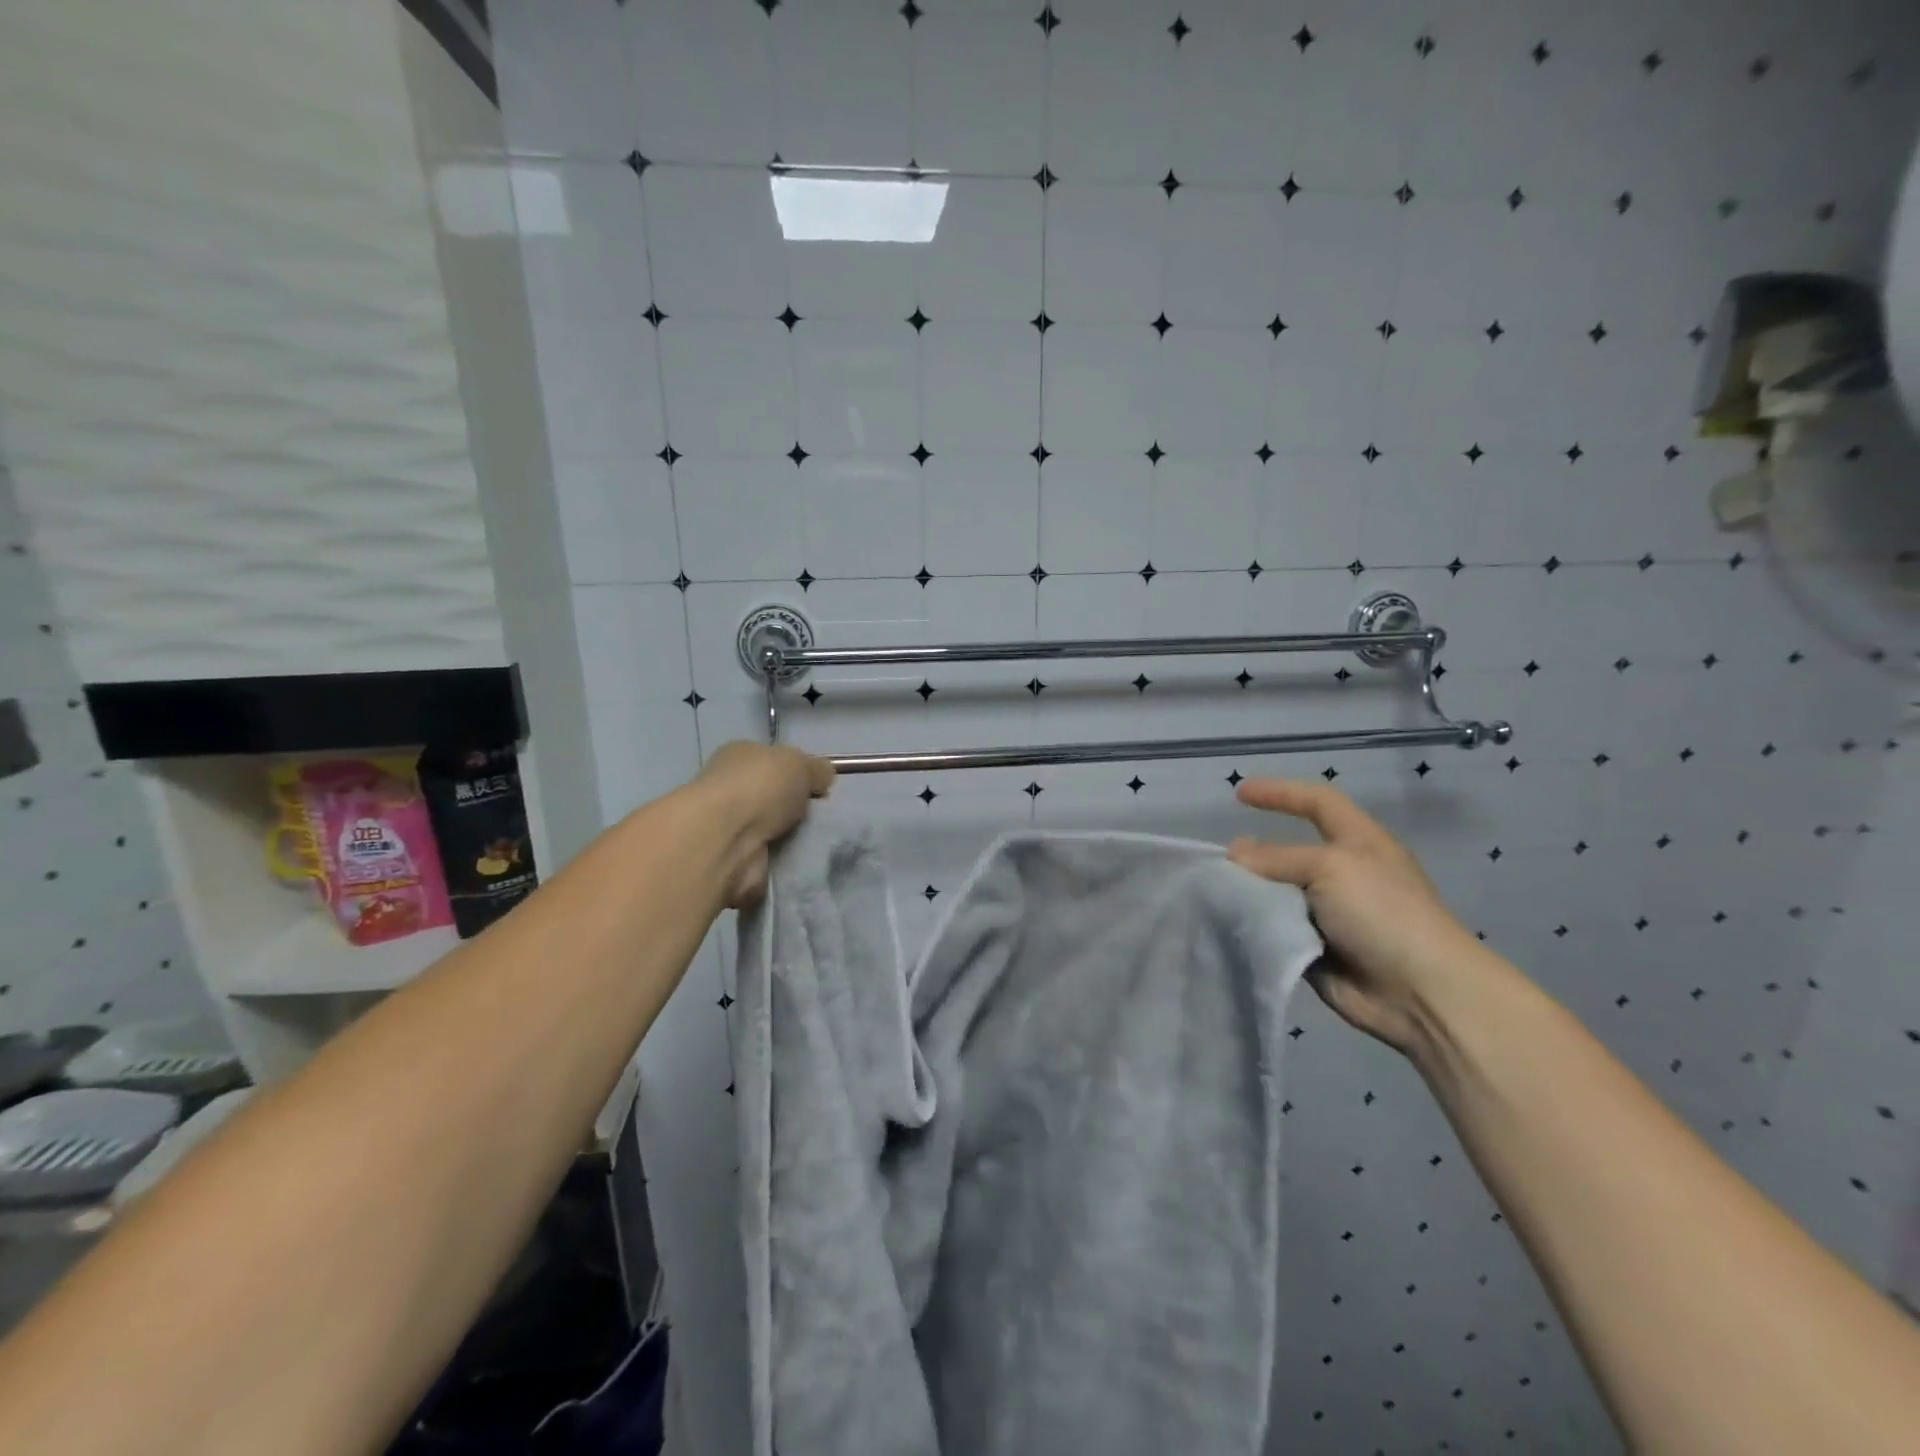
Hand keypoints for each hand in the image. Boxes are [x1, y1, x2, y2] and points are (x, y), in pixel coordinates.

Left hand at [694, 742, 833, 907]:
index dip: (796, 773)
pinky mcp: (735, 863)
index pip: (770, 761)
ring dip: (793, 840)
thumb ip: (815, 769)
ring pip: (772, 833)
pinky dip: (786, 866)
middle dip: (795, 810)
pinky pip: (771, 863)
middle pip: (772, 799)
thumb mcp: (799, 763)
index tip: (820, 789)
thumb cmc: (759, 788)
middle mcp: (729, 791)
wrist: (726, 840)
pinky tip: (806, 864)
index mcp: (738, 757)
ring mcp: (729, 829)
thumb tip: (823, 776)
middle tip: (824, 818)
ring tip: (821, 843)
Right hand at [1227, 778, 1490, 1056]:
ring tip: (1217, 895)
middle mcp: (1343, 874)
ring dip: (1251, 893)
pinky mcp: (1316, 948)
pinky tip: (1229, 926)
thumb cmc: (1383, 913)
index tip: (1239, 793)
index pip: (1317, 802)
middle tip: (1220, 861)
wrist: (1420, 993)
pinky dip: (1255, 926)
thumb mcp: (1330, 868)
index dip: (1281, 793)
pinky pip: (1276, 929)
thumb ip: (1277, 858)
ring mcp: (1330, 914)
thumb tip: (1234, 853)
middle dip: (1256, 853)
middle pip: (1289, 851)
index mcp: (1358, 842)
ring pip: (1278, 893)